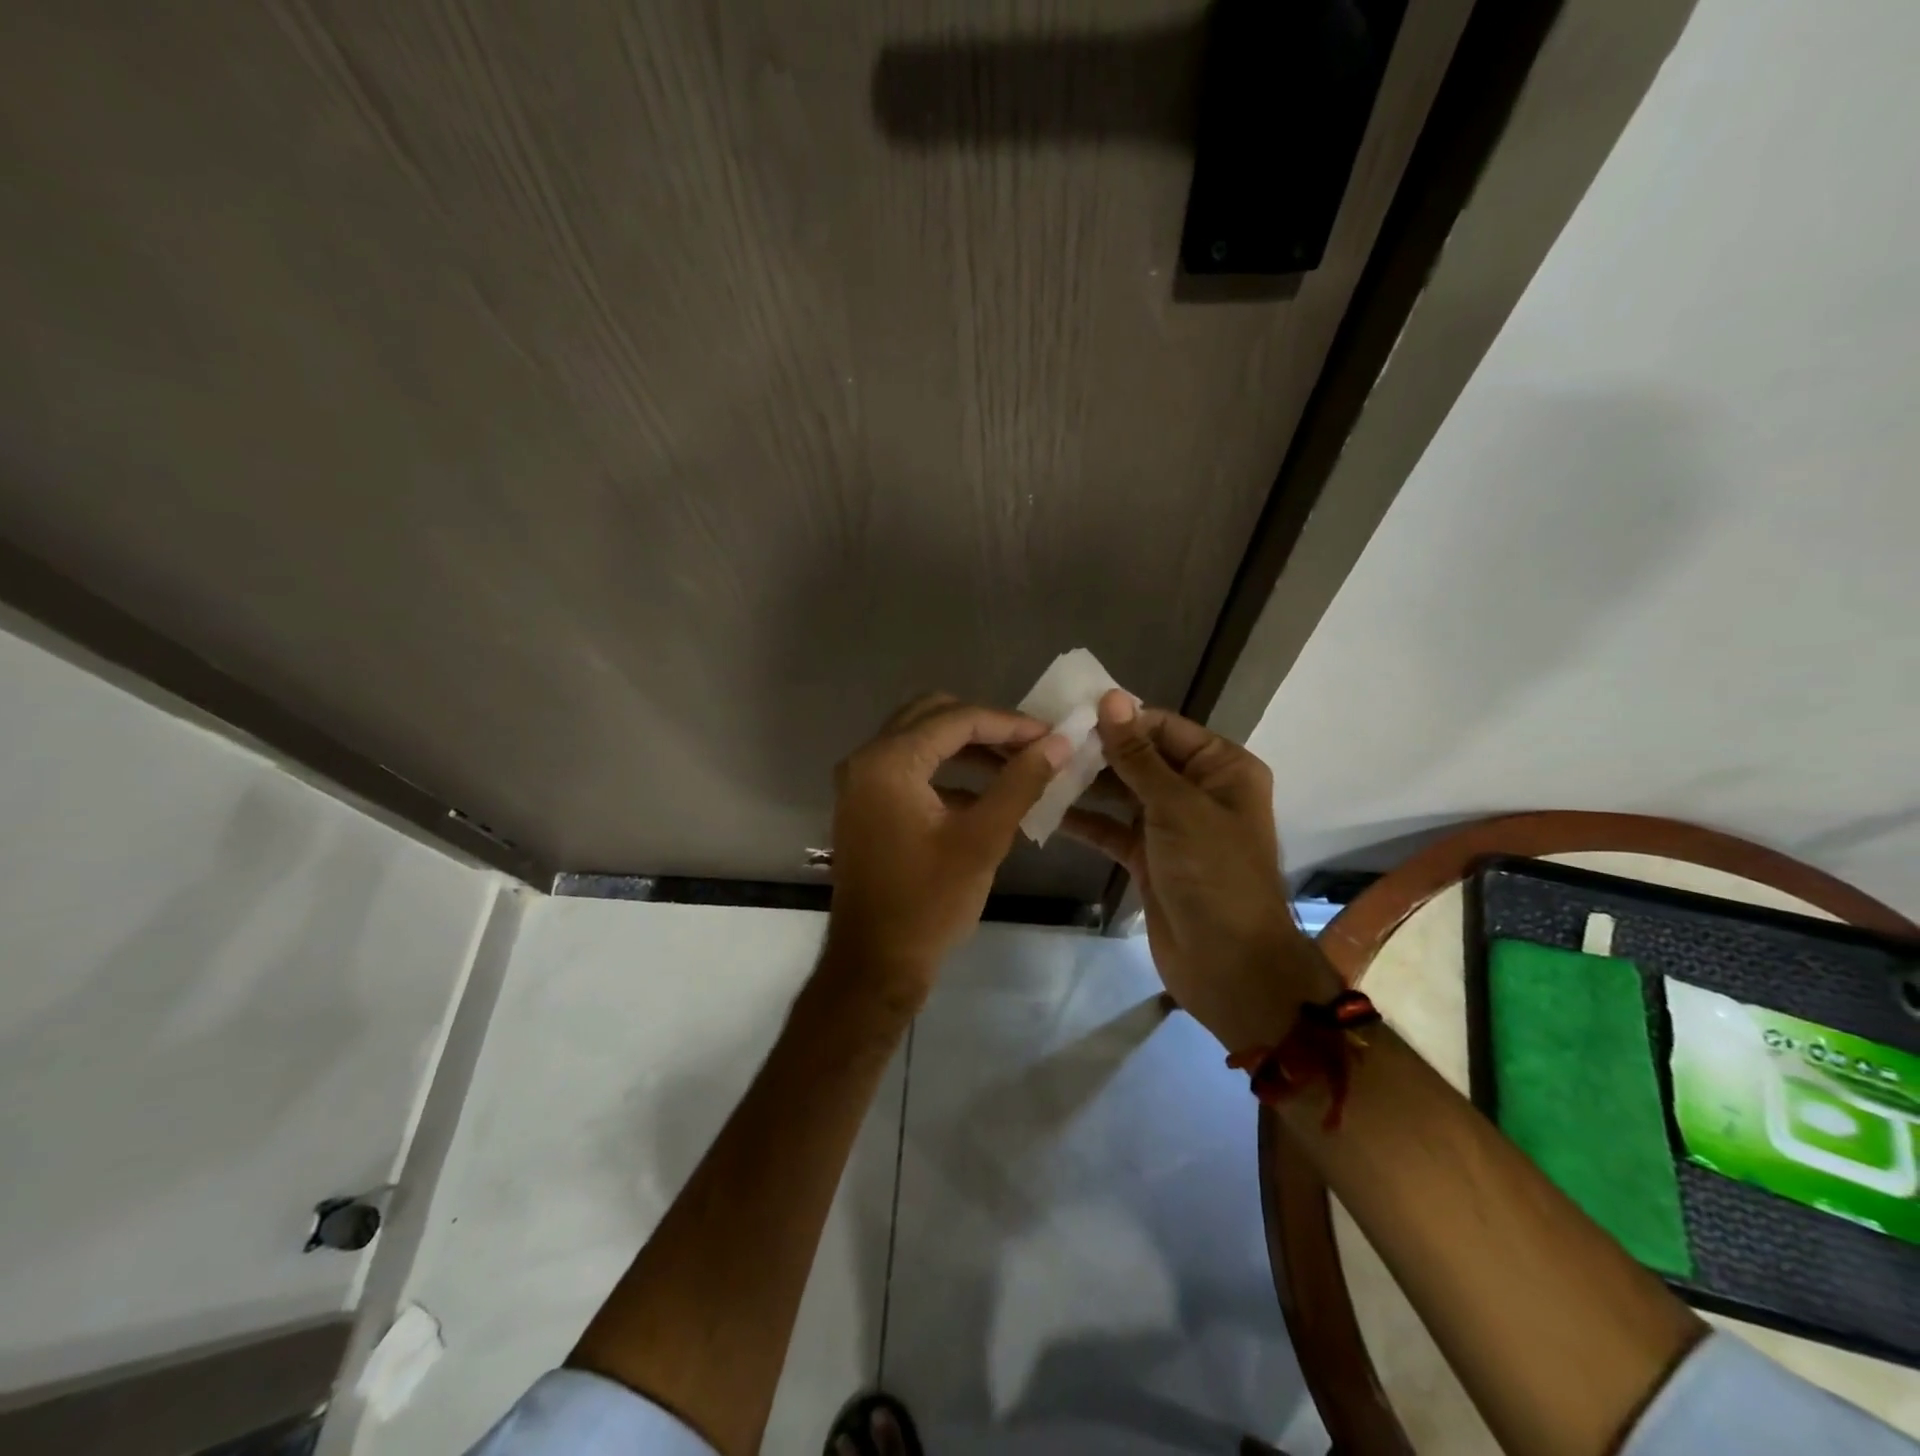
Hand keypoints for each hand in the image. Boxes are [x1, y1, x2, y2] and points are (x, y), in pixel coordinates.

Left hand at [827, 693, 1069, 1006]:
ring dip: (966, 745)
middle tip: (1029, 744)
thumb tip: (1058, 743)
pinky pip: (908, 767)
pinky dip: (945, 769)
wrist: (875, 963)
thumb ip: (1021, 783)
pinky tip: (983, 793)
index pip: (956, 719)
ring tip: (1015, 763)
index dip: (1008, 723)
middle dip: (984, 725)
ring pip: (919, 739)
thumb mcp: (983, 840)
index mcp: (888, 761)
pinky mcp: (864, 804)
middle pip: (932, 715)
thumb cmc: (929, 903)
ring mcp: (860, 782)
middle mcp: (866, 759)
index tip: (1051, 735)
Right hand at [1061, 691, 1338, 1048]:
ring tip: (1036, 768)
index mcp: (1221, 768)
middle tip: (1042, 739)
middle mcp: (1197, 790)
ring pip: (1122, 793)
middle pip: (1141, 758)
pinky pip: (1111, 829)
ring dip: (1085, 783)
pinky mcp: (1147, 857)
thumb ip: (1138, 756)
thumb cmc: (1214, 874)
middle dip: (1097, 750)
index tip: (1067, 712)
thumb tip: (1111, 698)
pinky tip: (1044, 809)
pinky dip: (1083, 821)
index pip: (1164, 727)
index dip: (1120, 719)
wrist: (1229, 965)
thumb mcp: (1177, 807)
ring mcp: (1170, 826)